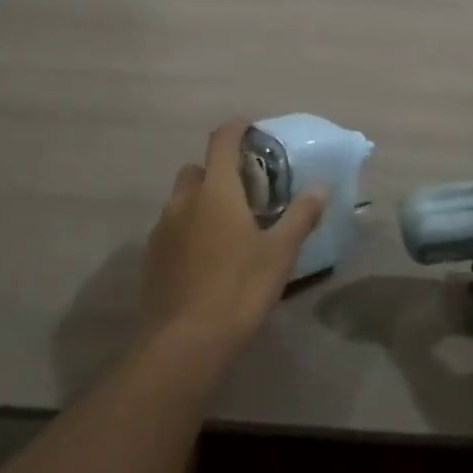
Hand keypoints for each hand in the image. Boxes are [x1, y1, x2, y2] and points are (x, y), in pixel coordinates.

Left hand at [140, 119, 328, 367]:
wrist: (184, 343)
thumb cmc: (238, 289)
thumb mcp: (280, 254)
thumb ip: (300, 216)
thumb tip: (320, 187)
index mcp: (216, 191)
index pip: (221, 140)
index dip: (235, 128)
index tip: (250, 129)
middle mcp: (184, 200)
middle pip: (197, 168)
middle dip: (217, 170)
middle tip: (244, 189)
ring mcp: (162, 228)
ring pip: (181, 199)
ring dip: (201, 200)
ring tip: (227, 226)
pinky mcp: (151, 256)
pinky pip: (171, 227)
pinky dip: (188, 228)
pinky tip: (206, 256)